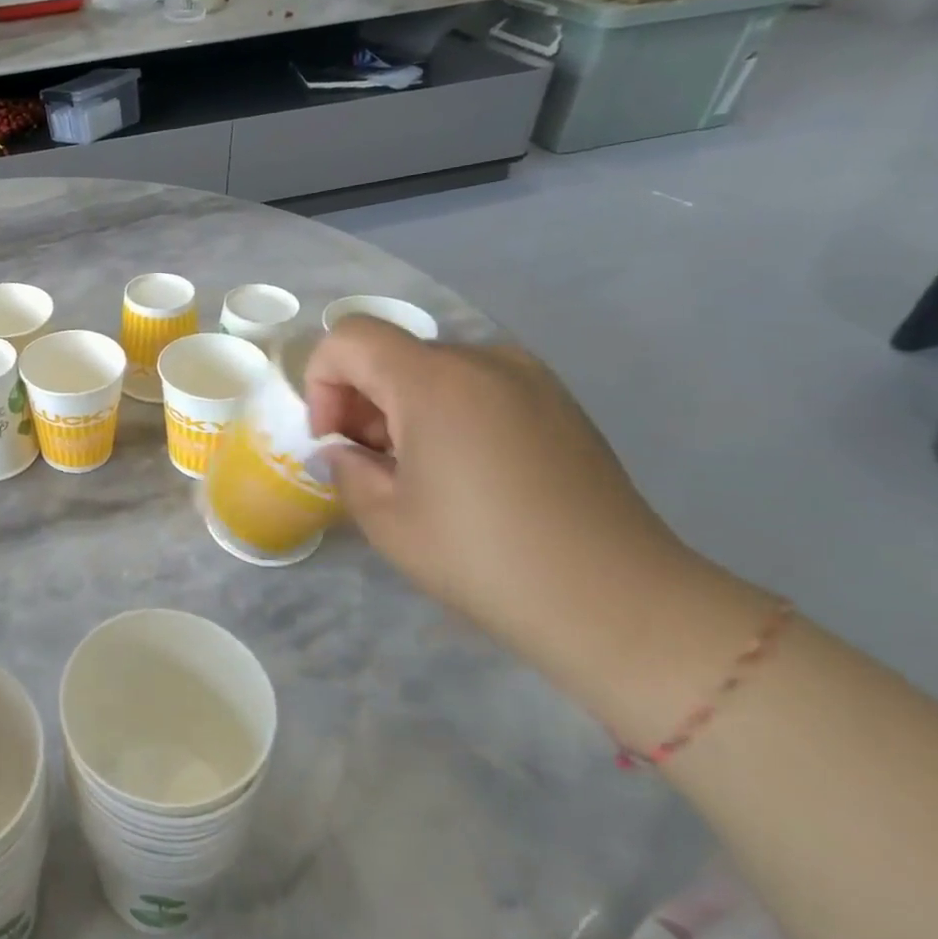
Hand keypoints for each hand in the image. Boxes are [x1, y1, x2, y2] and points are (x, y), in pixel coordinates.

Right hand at [305, 318, 697, 641]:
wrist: (615, 600)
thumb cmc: (483, 557)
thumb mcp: (386, 520)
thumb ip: (346, 469)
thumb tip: (343, 451)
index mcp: (435, 381)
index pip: (350, 337)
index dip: (322, 381)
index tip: (334, 438)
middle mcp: (484, 360)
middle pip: (393, 352)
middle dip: (362, 398)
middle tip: (370, 462)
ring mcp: (530, 377)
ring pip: (435, 369)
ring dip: (404, 406)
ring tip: (418, 471)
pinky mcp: (559, 402)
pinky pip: (479, 385)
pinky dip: (449, 411)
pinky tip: (466, 471)